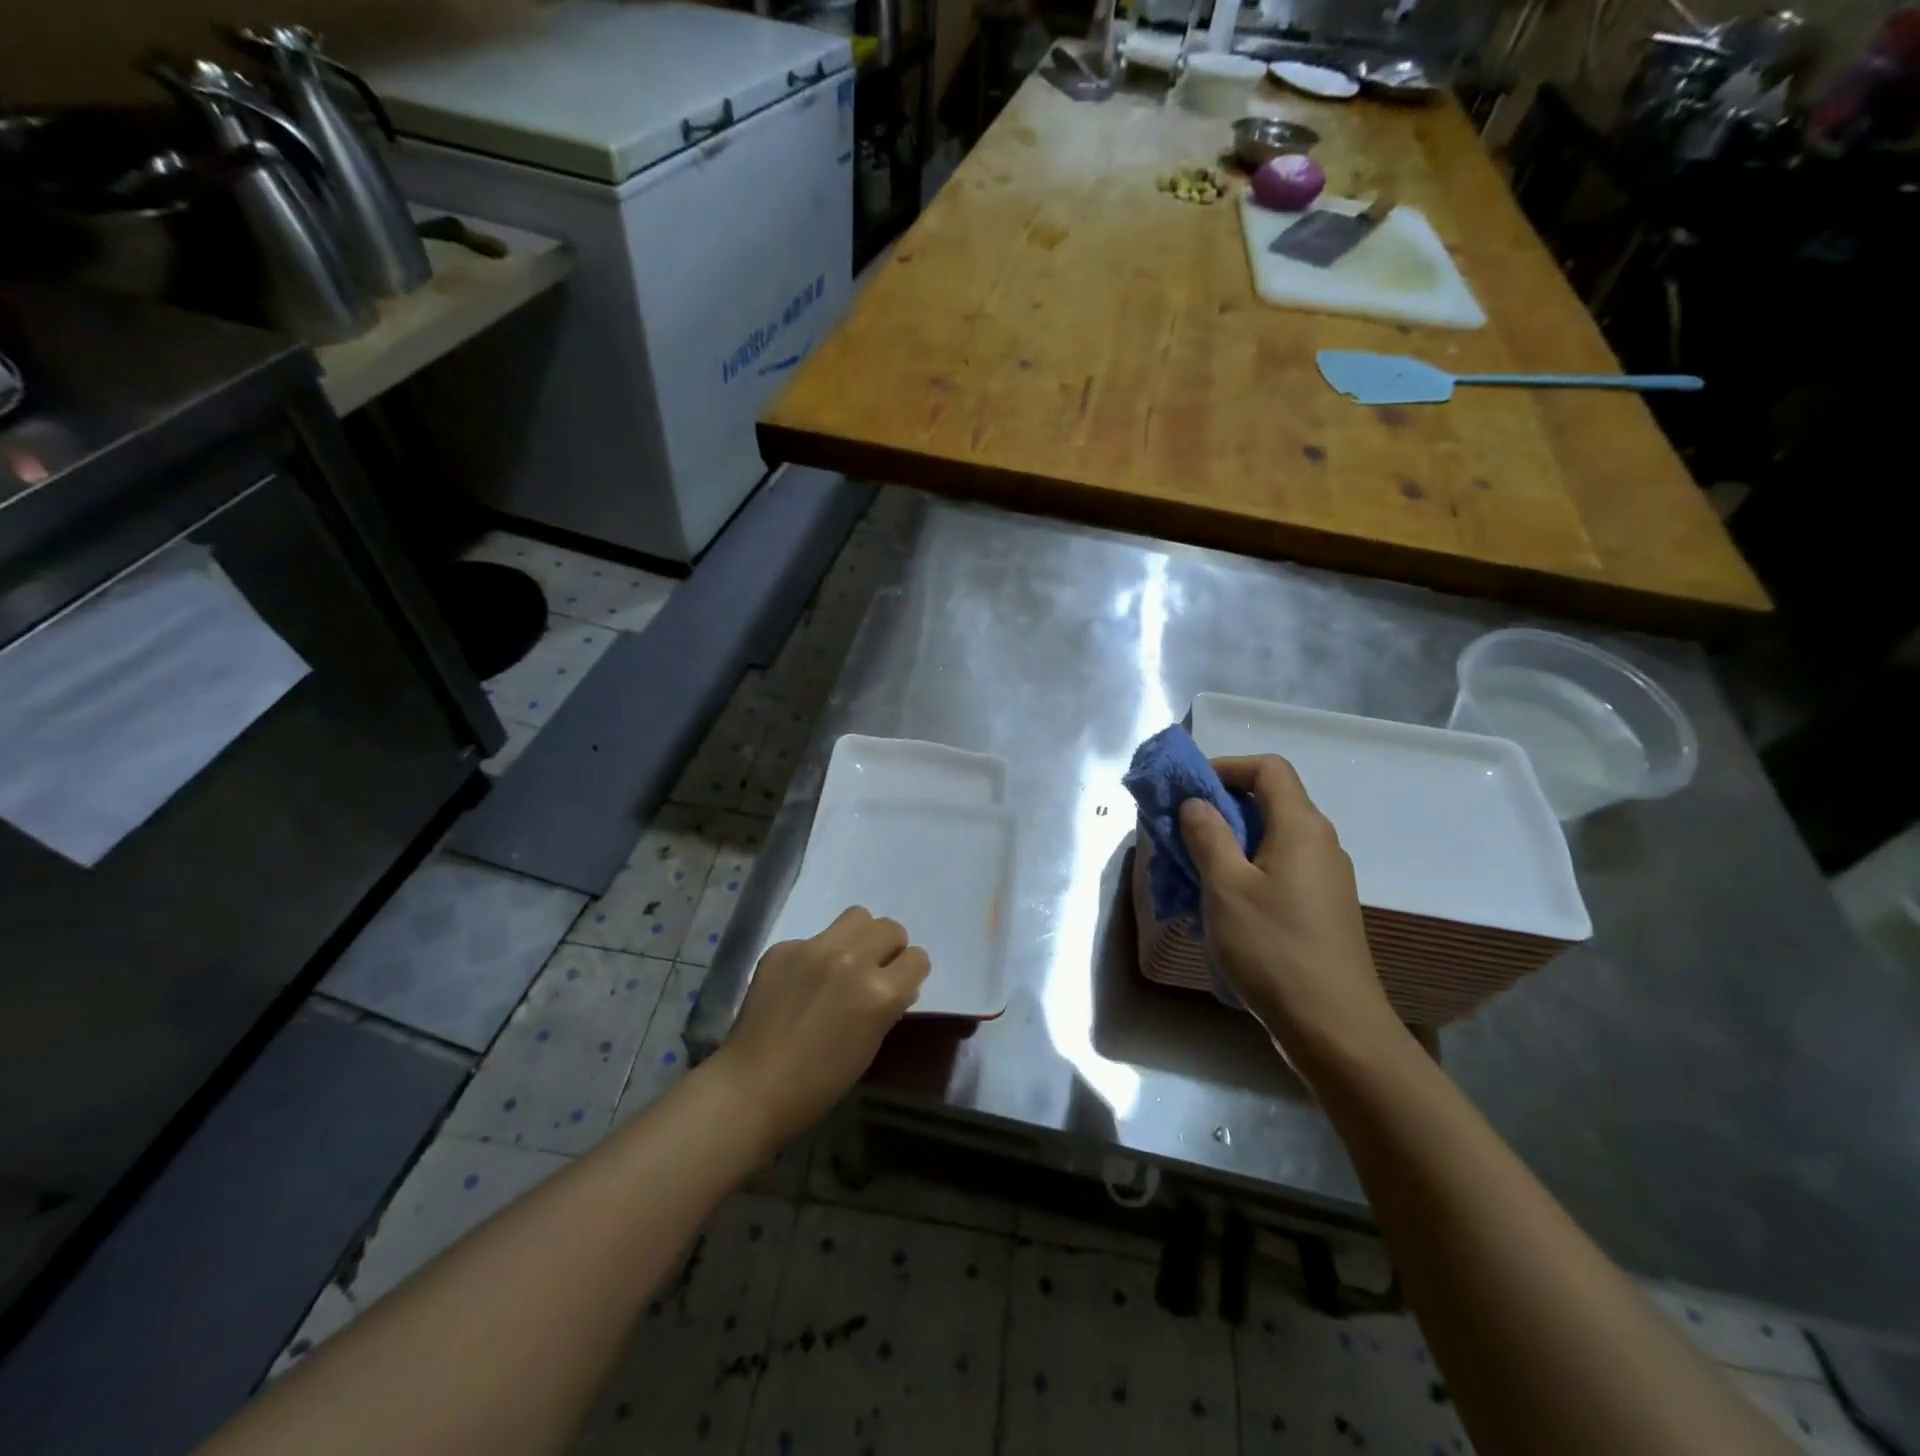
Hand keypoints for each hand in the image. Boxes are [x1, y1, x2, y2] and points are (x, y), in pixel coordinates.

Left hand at [709, 907, 929, 1153]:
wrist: (751, 1088)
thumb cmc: (819, 1083)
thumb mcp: (870, 1046)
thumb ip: (887, 1006)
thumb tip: (896, 985)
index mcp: (880, 993)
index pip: (917, 958)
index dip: (910, 974)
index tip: (899, 986)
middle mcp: (852, 960)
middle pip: (890, 928)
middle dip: (889, 948)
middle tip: (873, 971)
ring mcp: (814, 949)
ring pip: (857, 917)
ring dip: (859, 937)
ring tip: (843, 963)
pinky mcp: (784, 948)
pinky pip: (813, 938)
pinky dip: (815, 956)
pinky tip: (799, 983)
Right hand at [1178, 755, 1404, 1072]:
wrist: (1335, 1027)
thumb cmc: (1274, 948)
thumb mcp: (1226, 887)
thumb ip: (1207, 836)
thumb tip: (1196, 802)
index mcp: (1301, 827)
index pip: (1268, 768)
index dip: (1226, 766)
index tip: (1188, 789)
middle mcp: (1320, 843)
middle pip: (1269, 801)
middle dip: (1220, 807)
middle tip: (1179, 830)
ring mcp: (1325, 877)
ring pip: (1271, 838)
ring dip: (1229, 841)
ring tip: (1192, 868)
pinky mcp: (1322, 907)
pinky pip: (1279, 869)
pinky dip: (1246, 869)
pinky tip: (1222, 902)